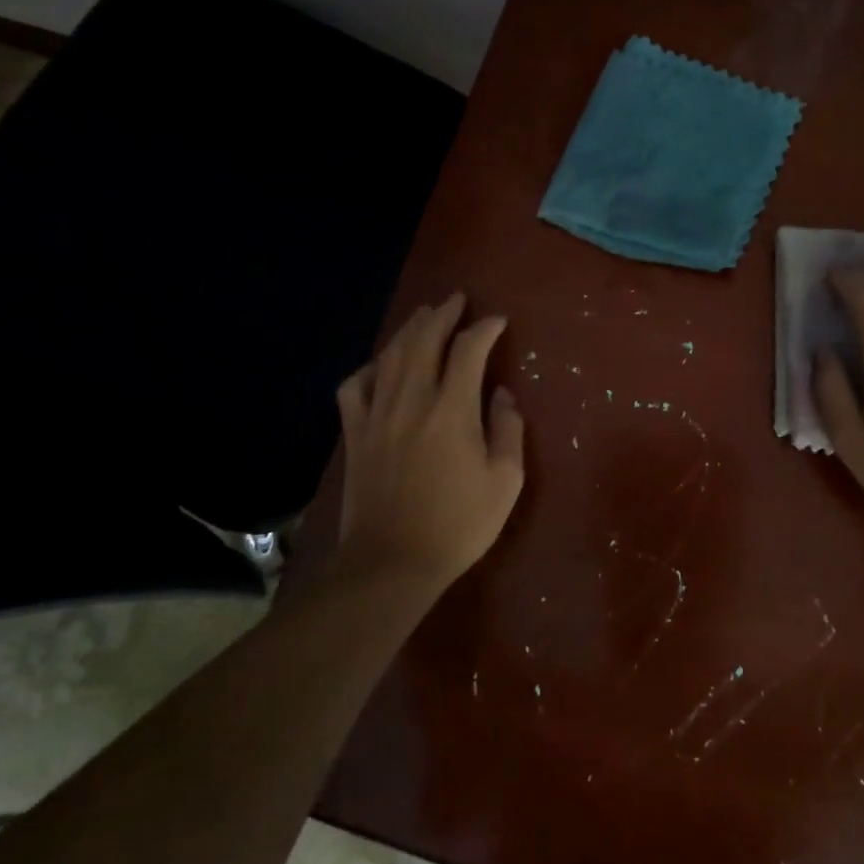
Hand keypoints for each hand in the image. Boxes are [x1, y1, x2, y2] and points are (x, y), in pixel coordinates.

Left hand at [332, 293, 525, 591]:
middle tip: (456, 300)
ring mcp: (377, 414)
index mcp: (453, 409)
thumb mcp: (505, 481)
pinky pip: (355, 386)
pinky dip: (369, 367)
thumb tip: (501, 394)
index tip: (498, 321)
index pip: (469, 350)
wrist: (391, 562)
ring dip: (409, 329)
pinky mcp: (355, 433)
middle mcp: (412, 399)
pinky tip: (379, 365)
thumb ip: (508, 429)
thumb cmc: (458, 524)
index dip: (485, 329)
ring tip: (424, 316)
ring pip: (390, 355)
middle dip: (443, 314)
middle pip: (424, 340)